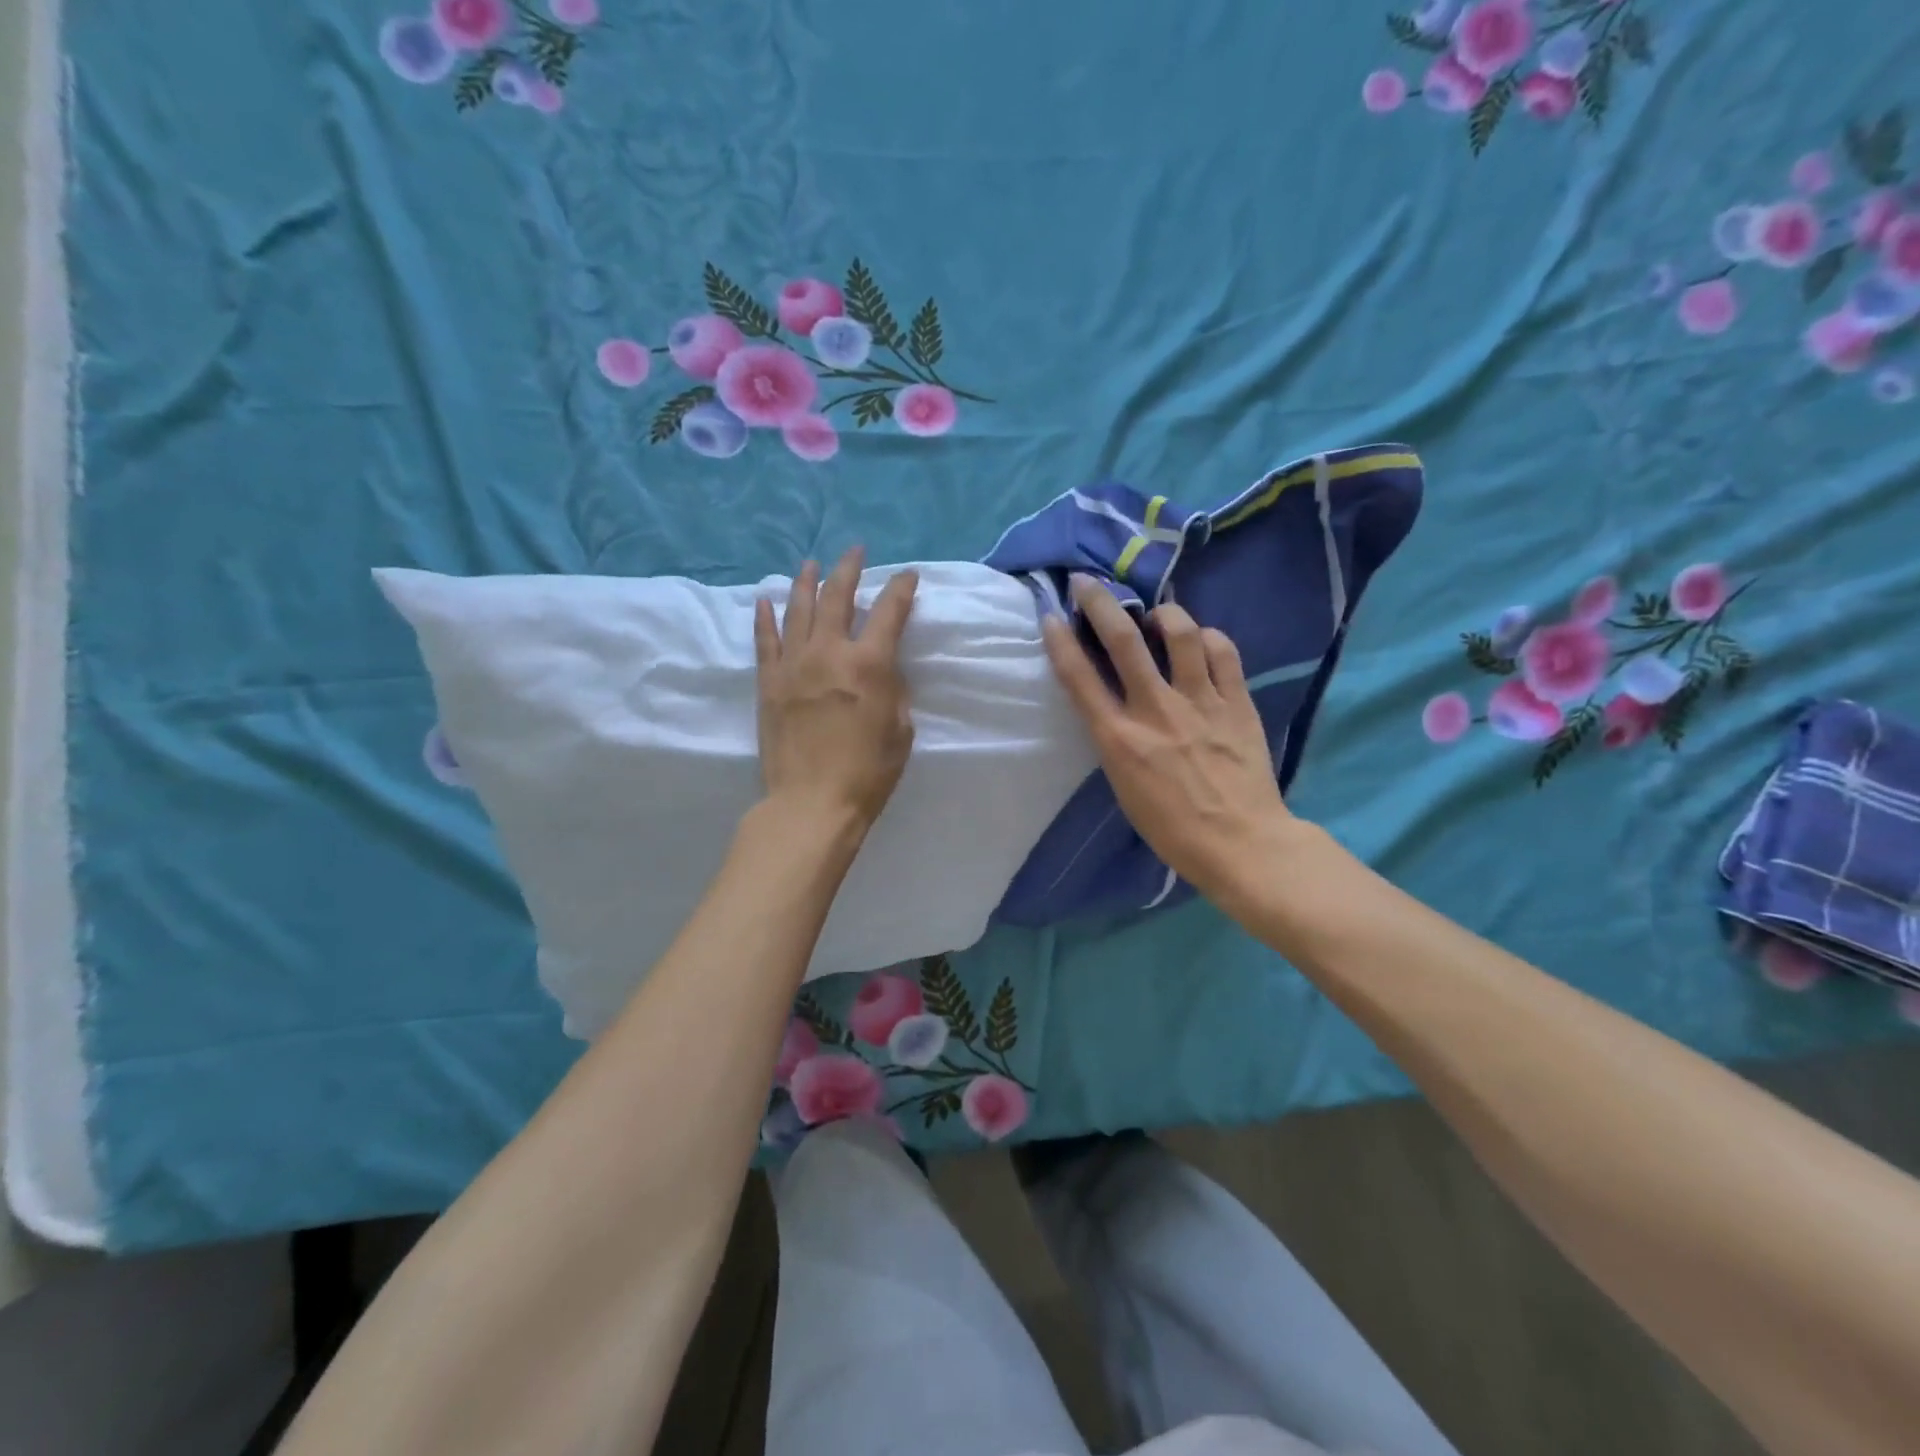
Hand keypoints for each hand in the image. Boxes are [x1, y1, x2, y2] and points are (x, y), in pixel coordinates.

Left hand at [754, 546, 917, 834]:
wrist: (811, 803)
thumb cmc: (868, 773)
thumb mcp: (900, 730)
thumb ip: (893, 691)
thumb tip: (882, 670)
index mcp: (869, 664)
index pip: (889, 611)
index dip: (901, 588)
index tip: (907, 575)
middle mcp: (829, 652)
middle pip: (836, 597)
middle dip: (848, 569)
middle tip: (855, 551)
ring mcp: (793, 665)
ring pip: (797, 610)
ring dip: (806, 582)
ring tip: (810, 564)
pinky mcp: (768, 682)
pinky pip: (765, 641)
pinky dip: (765, 617)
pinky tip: (765, 600)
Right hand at [1041, 578, 1292, 902]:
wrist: (1241, 844)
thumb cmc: (1172, 828)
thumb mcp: (1124, 787)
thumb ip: (1116, 740)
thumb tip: (1115, 705)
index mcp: (1120, 739)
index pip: (1080, 678)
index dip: (1061, 641)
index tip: (1051, 616)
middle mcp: (1156, 711)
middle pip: (1123, 641)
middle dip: (1101, 603)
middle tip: (1088, 583)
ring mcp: (1200, 702)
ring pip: (1180, 634)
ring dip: (1163, 614)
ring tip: (1157, 615)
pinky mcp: (1237, 702)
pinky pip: (1222, 652)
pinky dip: (1208, 638)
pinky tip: (1201, 642)